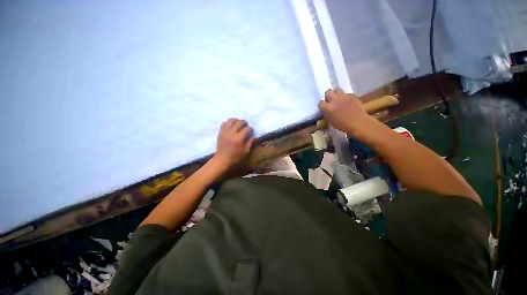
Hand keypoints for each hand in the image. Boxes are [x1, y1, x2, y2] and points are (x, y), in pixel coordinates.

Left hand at [213, 118, 256, 168]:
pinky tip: (231, 126)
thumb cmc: (235, 158)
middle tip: (245, 125)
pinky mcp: (220, 132)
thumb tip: (255, 137)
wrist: (222, 160)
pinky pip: (224, 123)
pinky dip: (228, 123)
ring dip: (236, 120)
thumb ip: (250, 143)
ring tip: (238, 123)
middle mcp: (232, 133)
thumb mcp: (245, 152)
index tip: (251, 131)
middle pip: (239, 122)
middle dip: (244, 122)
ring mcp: (225, 132)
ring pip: (231, 120)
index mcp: (239, 139)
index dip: (250, 129)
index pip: (247, 129)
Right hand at [318, 88, 370, 134]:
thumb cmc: (345, 126)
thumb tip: (326, 112)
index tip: (325, 108)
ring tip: (340, 99)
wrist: (360, 123)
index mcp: (328, 108)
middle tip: (332, 101)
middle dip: (329, 96)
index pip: (321, 103)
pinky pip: (348, 94)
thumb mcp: (332, 123)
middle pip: (328, 92)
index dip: (323, 106)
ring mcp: (344, 96)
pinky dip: (348, 98)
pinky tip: (350, 102)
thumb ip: (328, 115)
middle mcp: (334, 99)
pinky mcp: (352, 95)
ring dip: (337, 94)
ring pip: (337, 90)